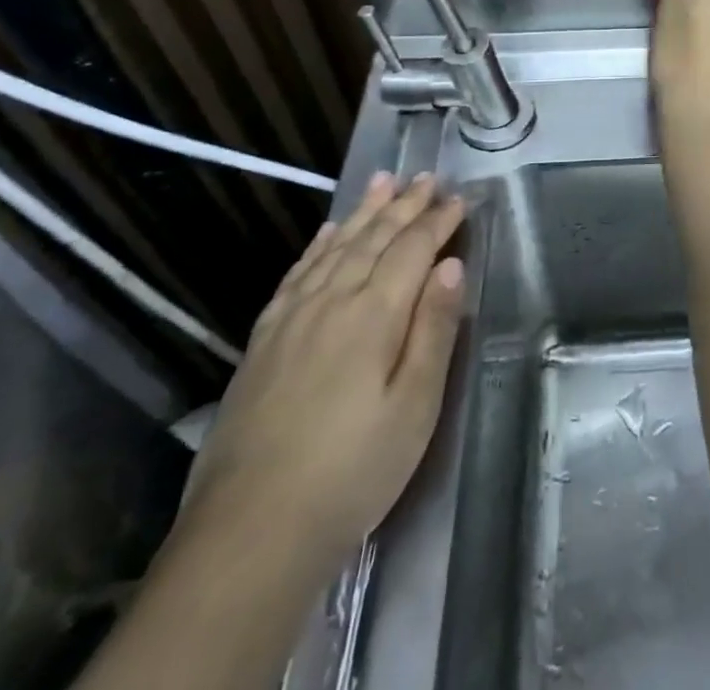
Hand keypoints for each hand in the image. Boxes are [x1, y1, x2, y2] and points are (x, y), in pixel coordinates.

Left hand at [182, 173, 465, 562]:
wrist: (249, 534)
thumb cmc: (352, 472)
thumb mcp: (414, 408)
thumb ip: (433, 330)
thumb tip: (451, 266)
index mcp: (373, 315)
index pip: (413, 250)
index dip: (438, 222)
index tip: (460, 199)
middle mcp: (331, 301)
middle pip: (374, 239)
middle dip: (405, 204)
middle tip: (427, 176)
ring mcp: (291, 319)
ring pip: (335, 247)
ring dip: (363, 212)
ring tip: (383, 180)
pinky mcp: (263, 341)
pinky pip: (296, 274)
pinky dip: (317, 245)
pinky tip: (327, 232)